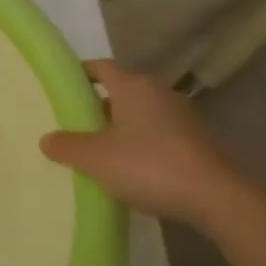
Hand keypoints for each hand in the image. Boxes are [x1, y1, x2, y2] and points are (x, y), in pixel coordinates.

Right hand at [39, 60, 244, 225]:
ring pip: (140, 115)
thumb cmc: (150, 166)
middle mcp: (159, 93)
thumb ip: (67, 146)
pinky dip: (142, 145)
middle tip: (75, 127)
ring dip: (120, 129)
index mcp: (133, 86)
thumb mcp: (95, 158)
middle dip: (97, 107)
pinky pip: (159, 135)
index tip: (62, 89)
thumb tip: (47, 139)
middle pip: (120, 92)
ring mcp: (183, 117)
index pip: (101, 67)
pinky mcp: (198, 142)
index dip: (80, 75)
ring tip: (99, 152)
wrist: (218, 199)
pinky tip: (132, 170)